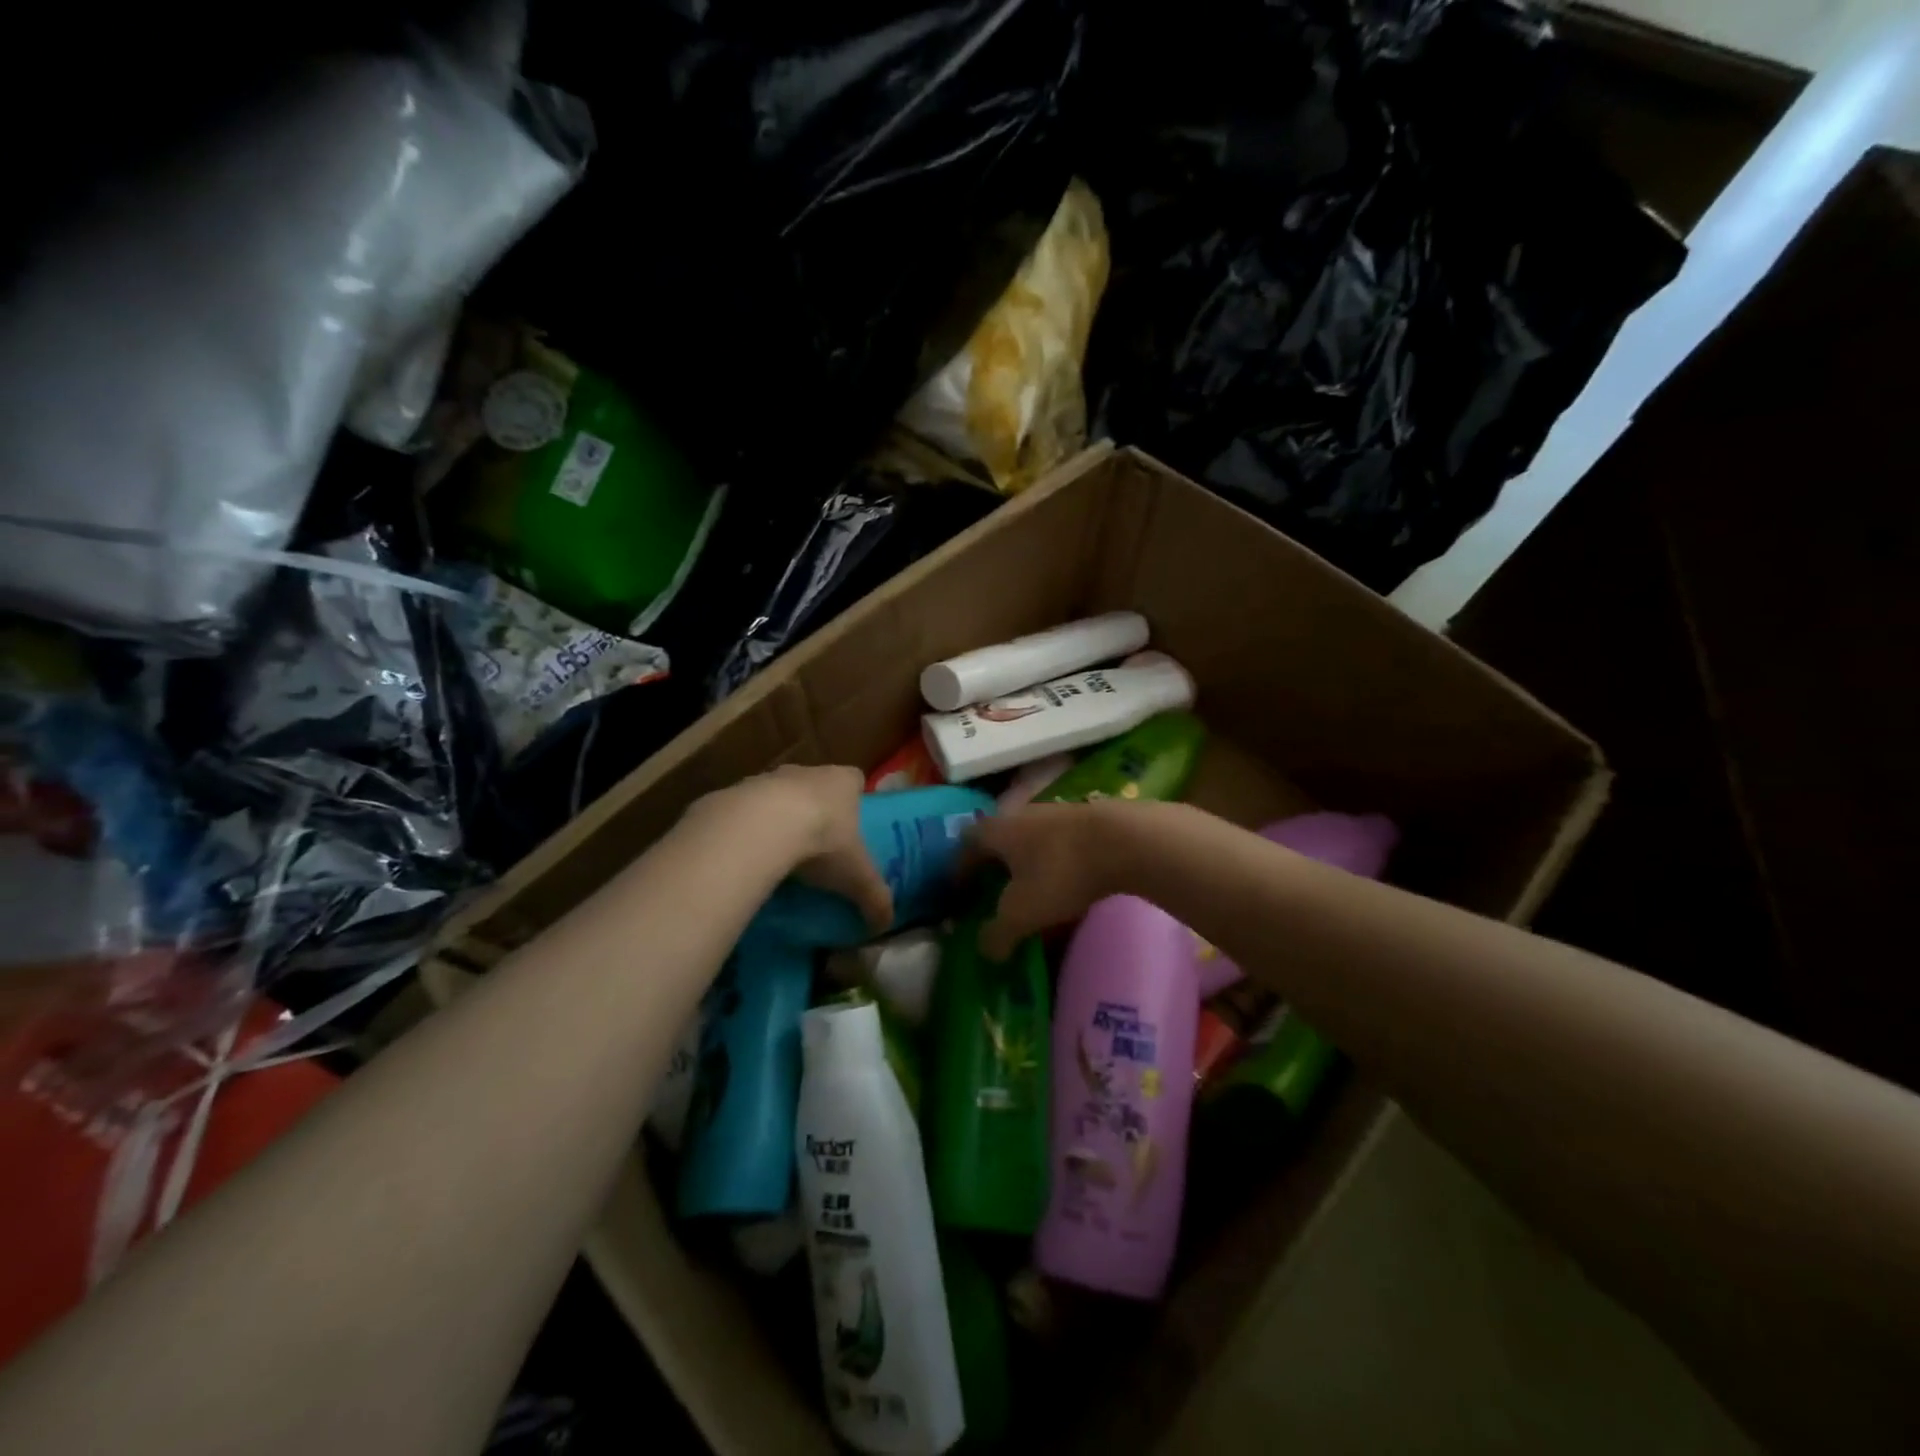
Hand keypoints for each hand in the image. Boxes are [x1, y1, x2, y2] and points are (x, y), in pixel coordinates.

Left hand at [717, 764, 893, 932]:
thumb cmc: (823, 841)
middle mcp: (807, 772)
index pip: (855, 780)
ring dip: (779, 817)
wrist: (760, 827)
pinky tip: (747, 856)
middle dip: (816, 810)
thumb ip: (875, 897)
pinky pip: (744, 811)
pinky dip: (748, 829)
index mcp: (843, 782)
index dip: (855, 798)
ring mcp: (768, 778)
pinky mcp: (734, 792)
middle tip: (817, 845)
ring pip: (778, 795)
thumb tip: (886, 924)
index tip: (853, 823)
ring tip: (779, 855)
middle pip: (815, 785)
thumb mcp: (857, 876)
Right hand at [967, 801, 1135, 959]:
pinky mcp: (1086, 821)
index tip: (960, 894)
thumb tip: (985, 951)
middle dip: (994, 869)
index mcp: (996, 830)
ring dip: (1026, 868)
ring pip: (1030, 843)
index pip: (965, 844)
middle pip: (998, 841)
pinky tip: (1067, 890)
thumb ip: (996, 935)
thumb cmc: (1060, 872)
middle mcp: (1021, 815)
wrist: (1125, 840)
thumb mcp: (1021, 913)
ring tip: (1032, 897)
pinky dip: (1055, 867)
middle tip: (993, 897)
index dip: (959, 870)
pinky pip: (1059, 847)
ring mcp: (1055, 814)